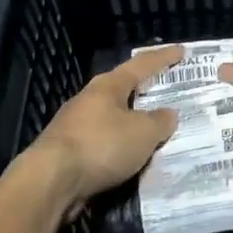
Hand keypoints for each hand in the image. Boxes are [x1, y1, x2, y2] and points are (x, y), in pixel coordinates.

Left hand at [25, 46, 182, 210]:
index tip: (181, 51)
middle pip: (123, 90)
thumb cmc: (101, 145)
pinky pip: (104, 144)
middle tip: (168, 94)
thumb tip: (168, 114)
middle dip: (145, 92)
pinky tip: (131, 159)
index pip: (141, 65)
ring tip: (154, 132)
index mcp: (108, 86)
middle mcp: (89, 100)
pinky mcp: (68, 153)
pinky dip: (120, 148)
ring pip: (112, 119)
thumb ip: (160, 121)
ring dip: (132, 124)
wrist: (51, 181)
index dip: (163, 58)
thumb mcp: (143, 133)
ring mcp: (75, 126)